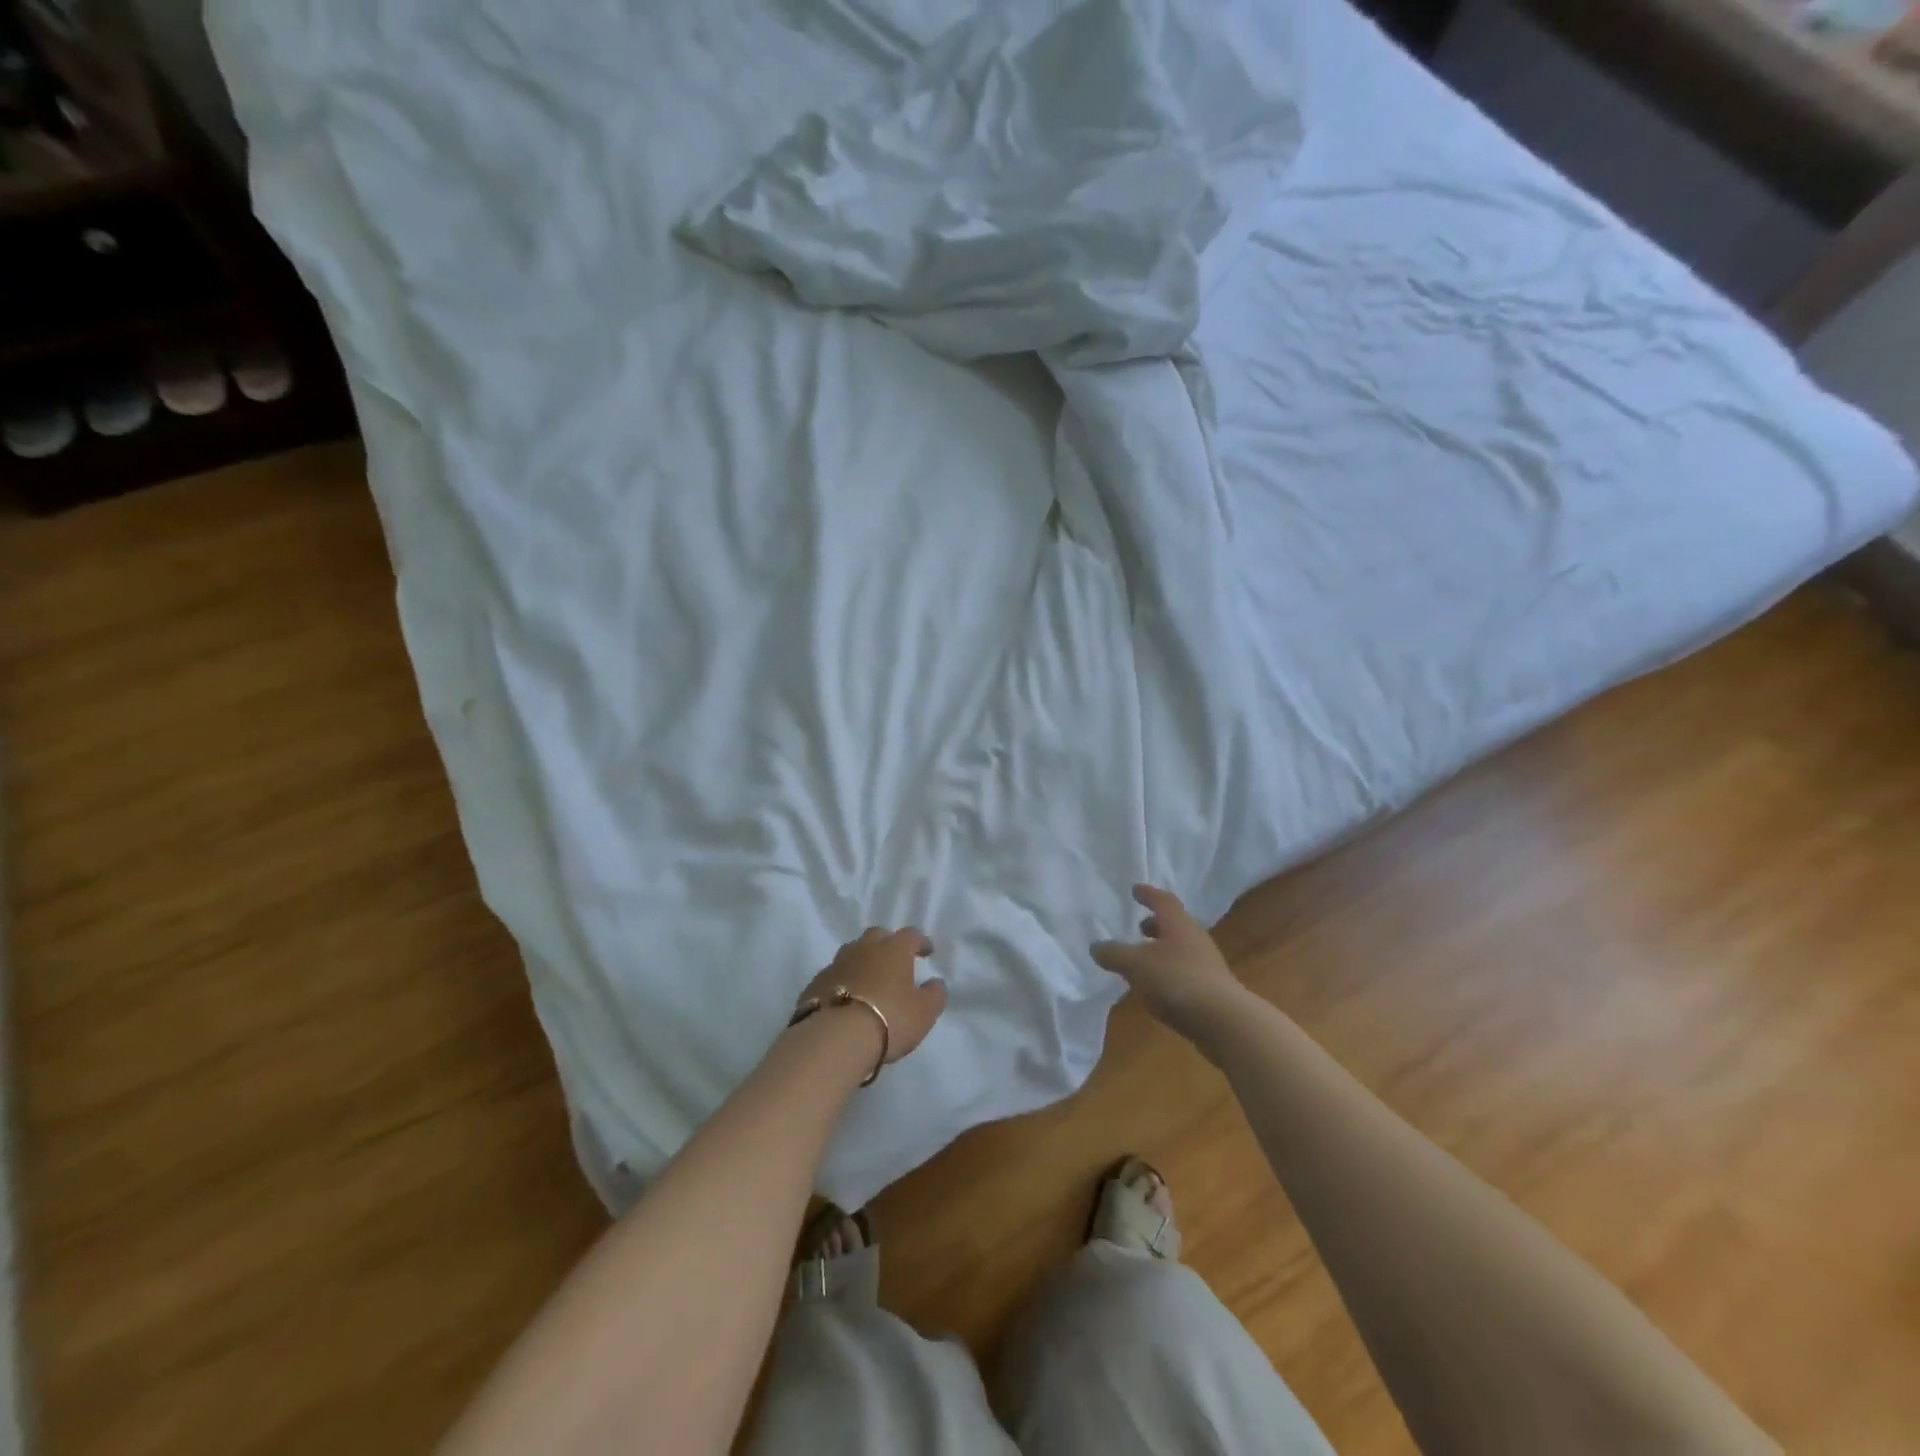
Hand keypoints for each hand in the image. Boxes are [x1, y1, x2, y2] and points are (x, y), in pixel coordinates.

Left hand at [799, 927, 947, 1068]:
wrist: (835, 1038)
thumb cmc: (889, 1019)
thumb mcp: (924, 1012)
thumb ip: (934, 994)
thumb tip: (935, 982)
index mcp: (893, 950)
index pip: (910, 935)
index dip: (920, 941)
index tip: (926, 951)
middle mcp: (864, 949)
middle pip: (877, 935)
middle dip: (888, 943)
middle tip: (895, 960)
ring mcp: (836, 964)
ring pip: (852, 951)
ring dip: (862, 959)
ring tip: (869, 978)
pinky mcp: (815, 983)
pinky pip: (834, 974)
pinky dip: (843, 980)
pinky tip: (846, 996)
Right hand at [1092, 884, 1250, 1042]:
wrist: (1224, 1020)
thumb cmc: (1176, 980)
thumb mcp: (1135, 965)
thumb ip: (1114, 954)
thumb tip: (1096, 947)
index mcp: (1178, 924)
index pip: (1163, 900)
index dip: (1148, 894)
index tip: (1136, 890)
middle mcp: (1195, 939)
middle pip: (1174, 925)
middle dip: (1155, 924)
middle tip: (1139, 927)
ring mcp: (1206, 965)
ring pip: (1180, 949)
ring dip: (1161, 950)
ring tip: (1142, 961)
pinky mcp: (1211, 989)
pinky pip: (1184, 972)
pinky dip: (1168, 972)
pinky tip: (1156, 988)